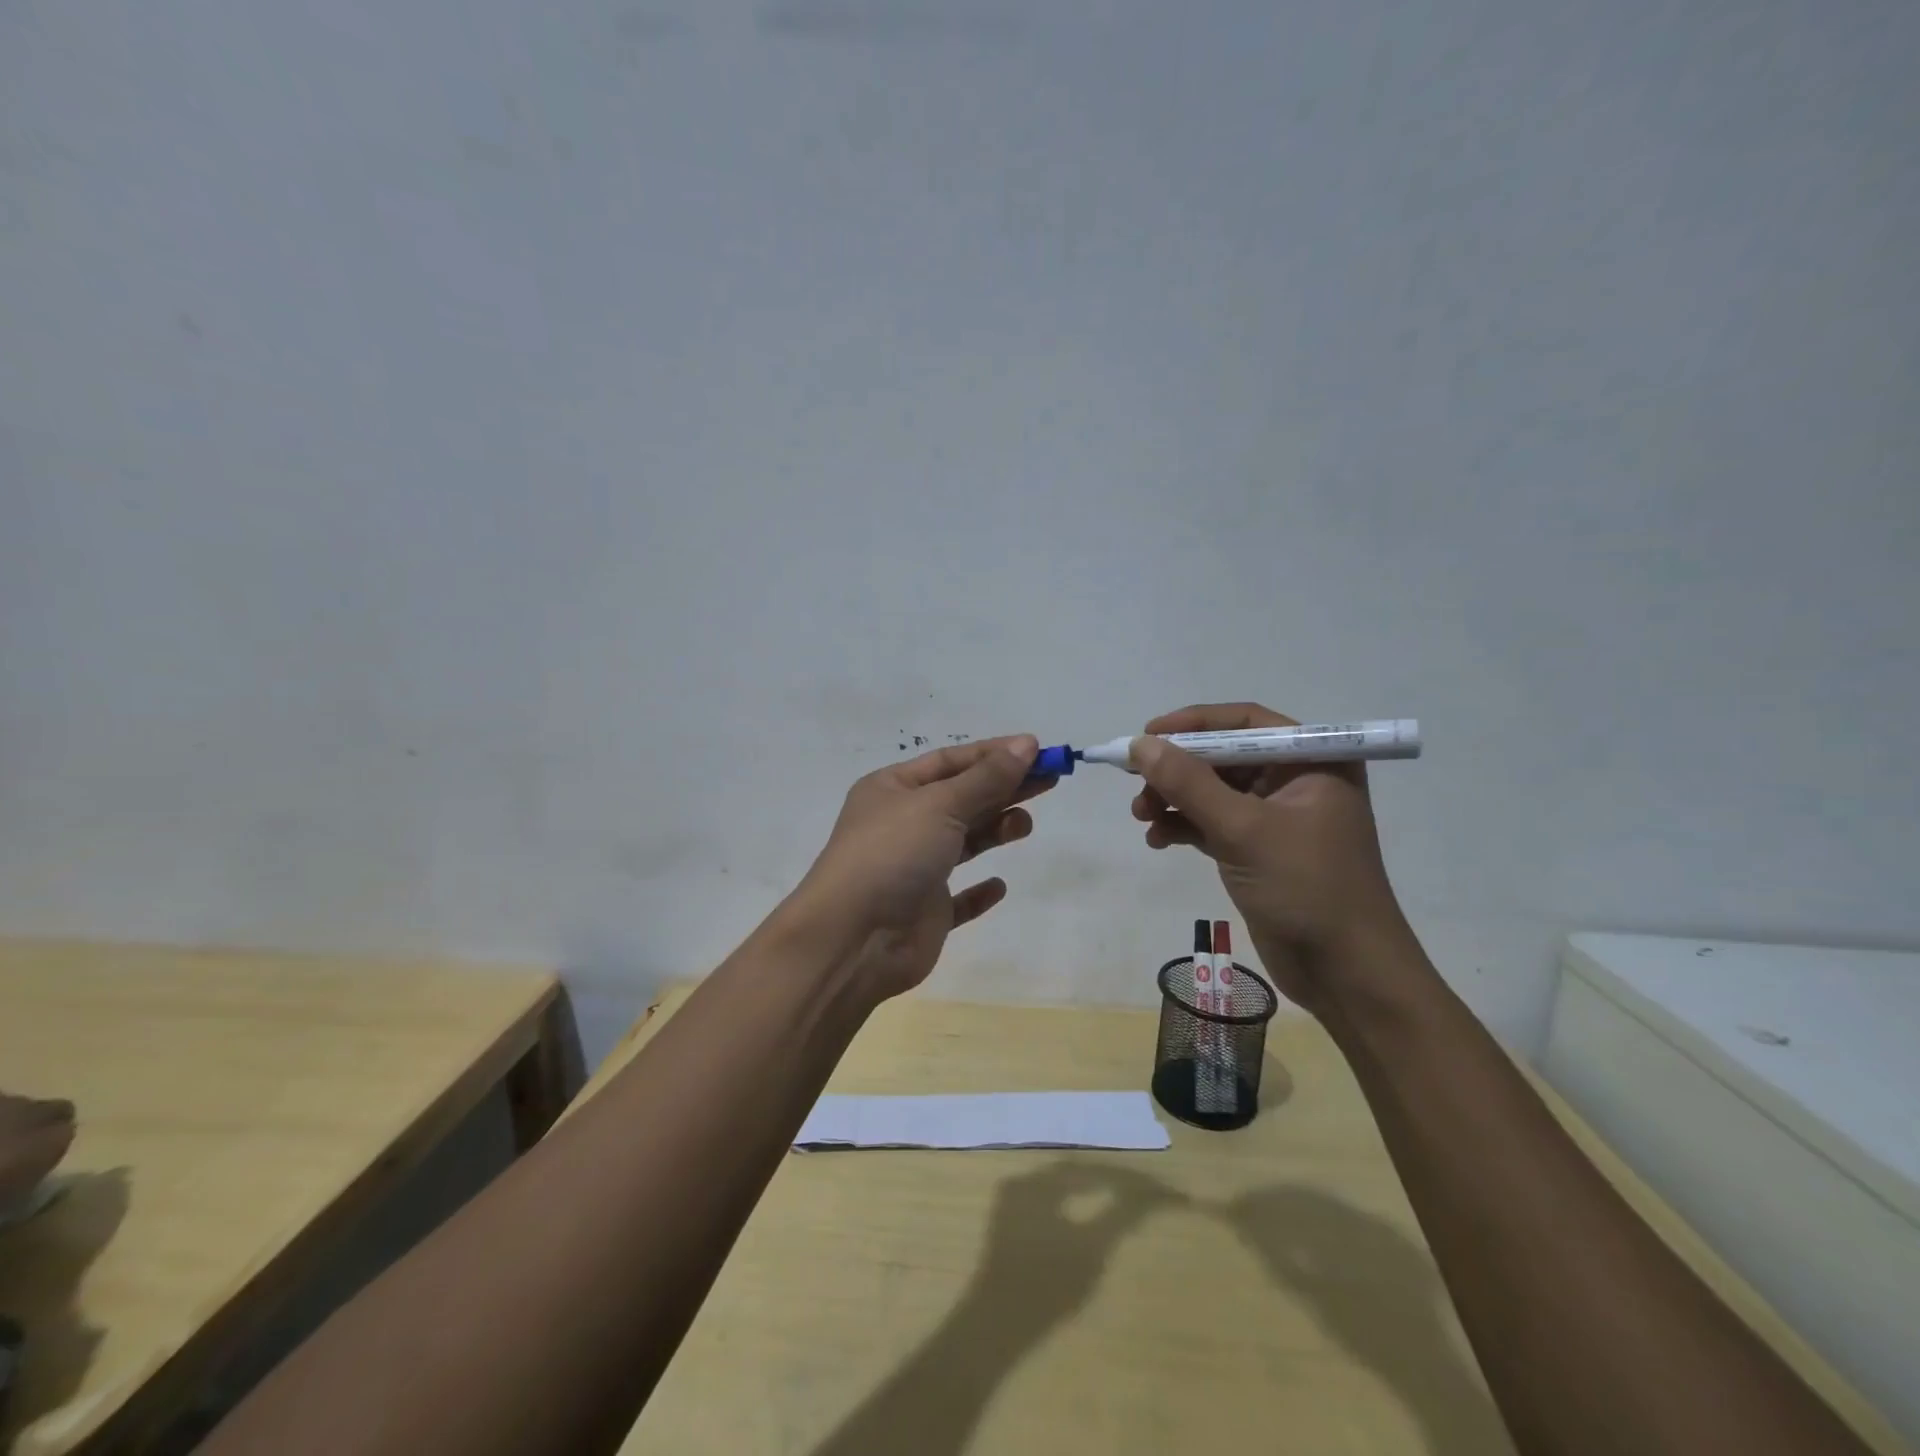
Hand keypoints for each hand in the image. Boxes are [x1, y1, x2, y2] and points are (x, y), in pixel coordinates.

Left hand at [794, 735, 1046, 1000]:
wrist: (854, 939)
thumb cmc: (893, 855)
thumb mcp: (940, 805)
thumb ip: (987, 778)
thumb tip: (1026, 744)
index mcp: (893, 789)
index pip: (950, 761)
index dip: (994, 754)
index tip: (1037, 751)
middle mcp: (902, 825)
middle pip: (961, 798)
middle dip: (1003, 788)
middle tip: (1050, 781)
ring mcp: (913, 870)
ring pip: (963, 843)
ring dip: (994, 830)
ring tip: (1024, 824)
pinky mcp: (925, 912)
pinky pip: (958, 898)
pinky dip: (978, 892)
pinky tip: (998, 886)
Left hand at [972, 1163, 1185, 1331]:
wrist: (997, 1325)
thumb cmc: (1047, 1285)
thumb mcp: (1092, 1249)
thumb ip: (1120, 1216)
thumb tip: (1149, 1194)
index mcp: (1037, 1181)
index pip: (1090, 1169)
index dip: (1125, 1179)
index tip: (1155, 1190)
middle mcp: (1021, 1181)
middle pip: (1073, 1173)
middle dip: (1107, 1181)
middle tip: (1140, 1193)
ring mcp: (1010, 1202)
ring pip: (1059, 1187)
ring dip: (1089, 1191)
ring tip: (1119, 1201)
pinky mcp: (1007, 1224)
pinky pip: (1046, 1202)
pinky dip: (1071, 1204)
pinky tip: (1087, 1217)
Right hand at [1128, 703, 1411, 1013]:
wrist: (1347, 973)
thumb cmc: (1307, 887)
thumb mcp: (1243, 829)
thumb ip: (1188, 784)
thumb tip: (1141, 744)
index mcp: (1311, 761)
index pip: (1244, 722)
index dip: (1192, 724)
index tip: (1146, 735)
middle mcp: (1295, 780)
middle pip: (1222, 757)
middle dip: (1177, 770)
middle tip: (1135, 782)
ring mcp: (1277, 817)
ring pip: (1213, 792)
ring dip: (1174, 799)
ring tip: (1142, 817)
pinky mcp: (1259, 850)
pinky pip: (1213, 823)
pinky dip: (1184, 826)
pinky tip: (1158, 840)